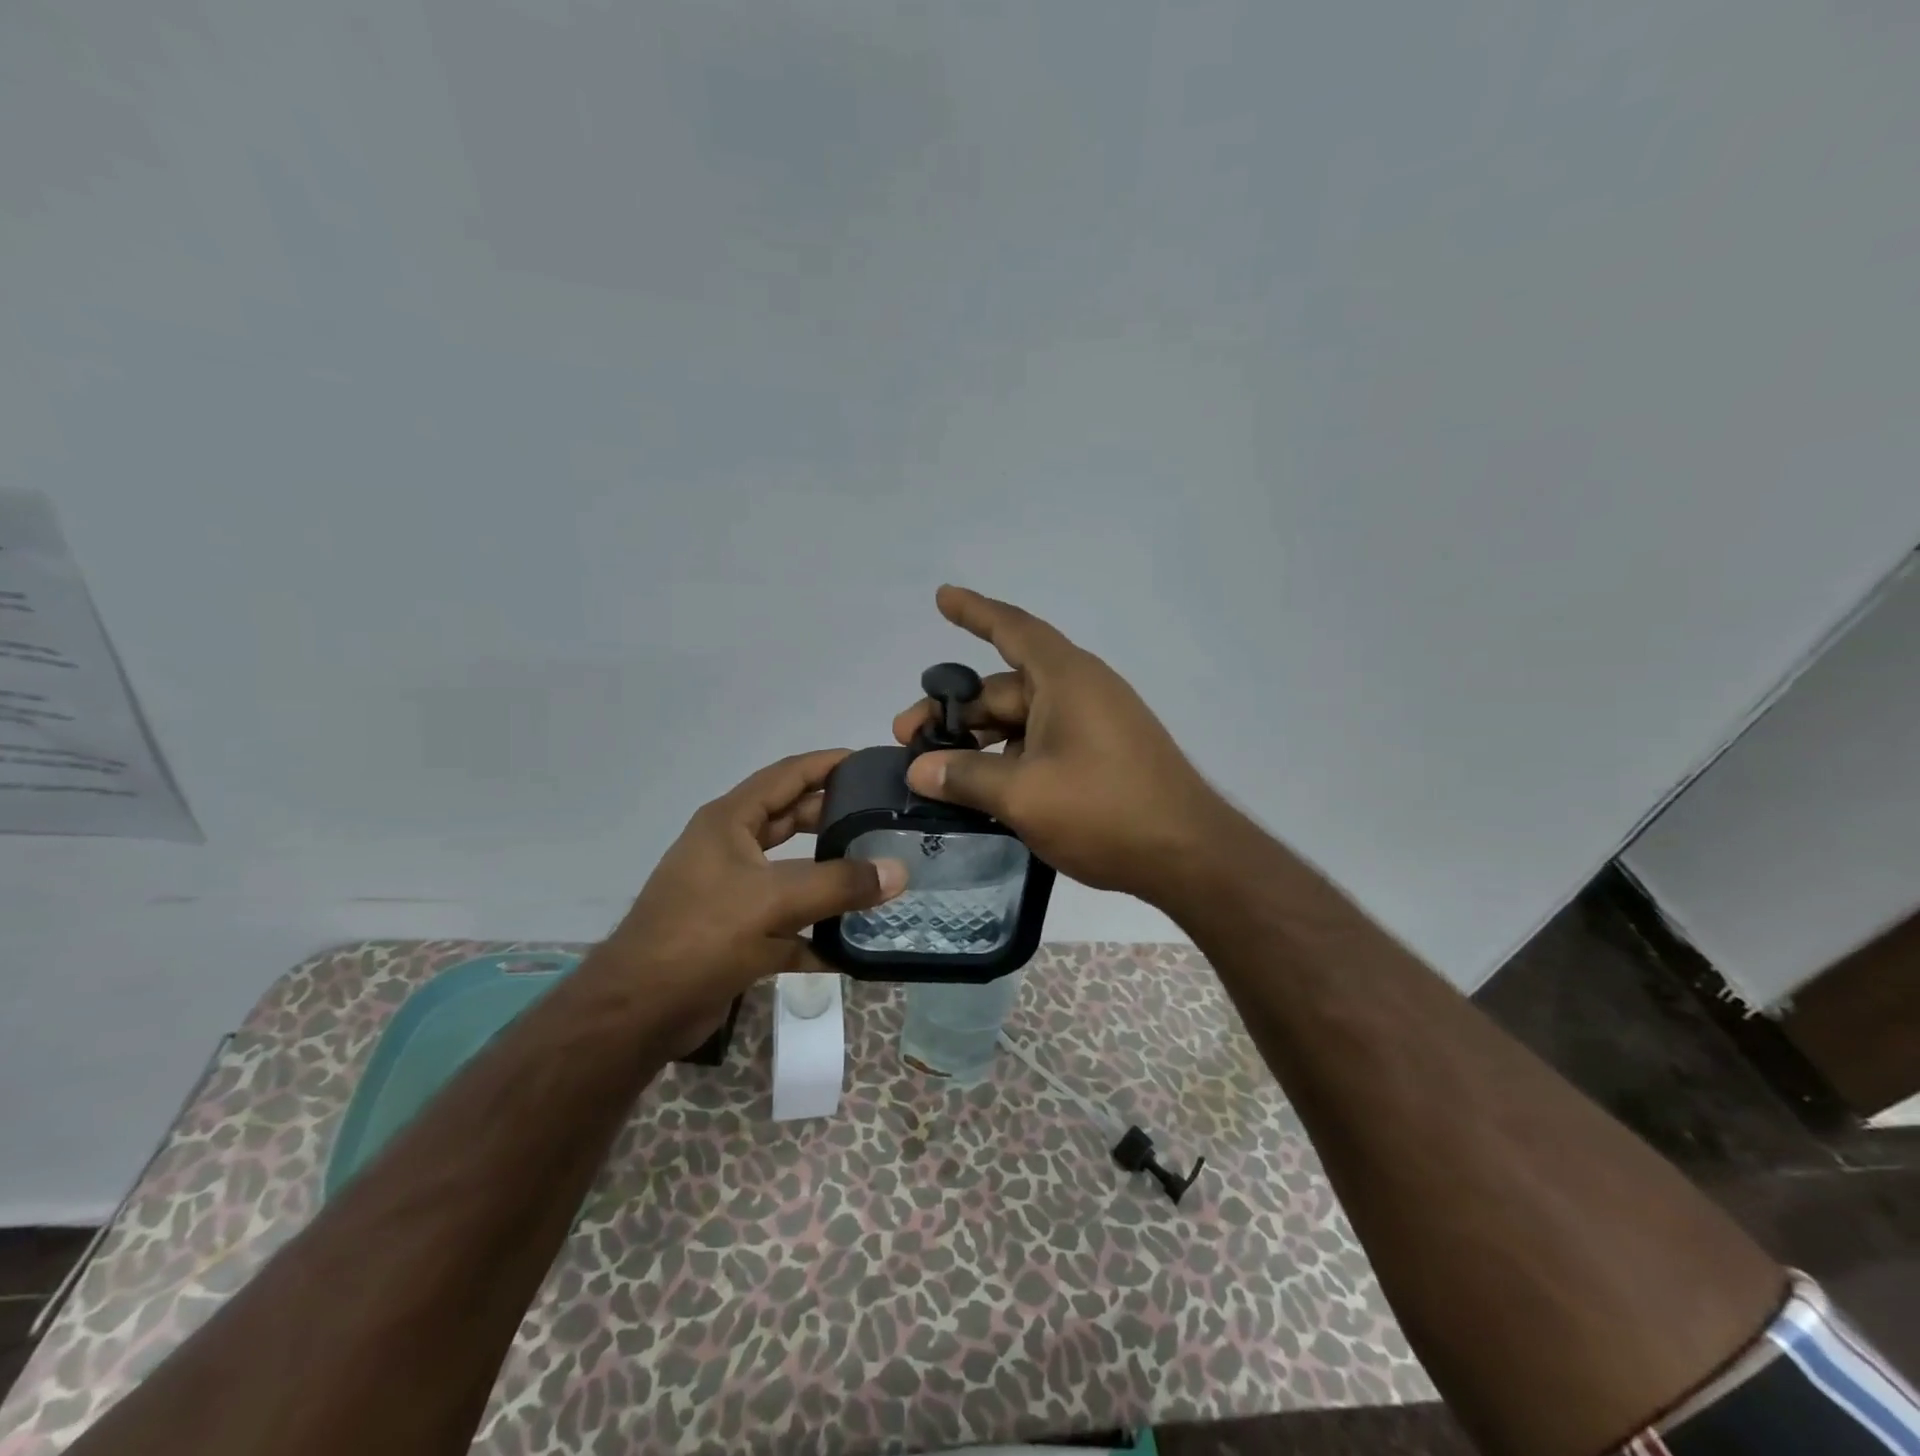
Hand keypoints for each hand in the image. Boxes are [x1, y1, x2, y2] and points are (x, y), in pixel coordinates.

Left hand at [597, 750, 907, 1038]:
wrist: (640, 1011)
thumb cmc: (702, 934)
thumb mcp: (774, 900)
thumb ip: (839, 883)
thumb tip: (898, 872)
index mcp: (730, 821)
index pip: (787, 775)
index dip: (827, 764)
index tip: (870, 762)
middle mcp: (730, 850)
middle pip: (791, 820)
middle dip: (834, 817)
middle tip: (882, 818)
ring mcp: (733, 894)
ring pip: (792, 874)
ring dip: (830, 876)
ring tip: (878, 873)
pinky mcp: (737, 936)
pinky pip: (788, 926)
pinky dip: (816, 934)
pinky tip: (852, 947)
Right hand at [893, 586, 1229, 904]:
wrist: (1189, 856)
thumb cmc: (1105, 811)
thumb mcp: (1024, 795)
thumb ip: (966, 777)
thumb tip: (919, 770)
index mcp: (1066, 679)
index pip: (1013, 629)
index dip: (974, 612)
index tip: (942, 597)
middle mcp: (1081, 692)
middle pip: (1005, 688)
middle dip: (956, 709)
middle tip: (908, 738)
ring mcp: (1094, 726)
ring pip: (1021, 721)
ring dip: (980, 740)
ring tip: (937, 771)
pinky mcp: (1101, 757)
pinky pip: (1043, 744)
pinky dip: (1009, 759)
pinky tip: (981, 790)